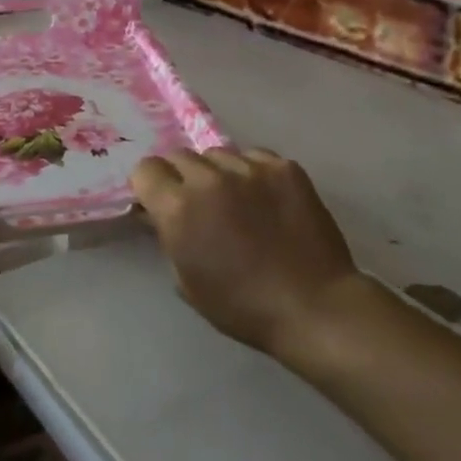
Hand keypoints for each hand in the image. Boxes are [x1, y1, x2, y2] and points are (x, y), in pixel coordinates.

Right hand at [131, 148, 357, 358]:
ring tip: (236, 199)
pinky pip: (254, 157)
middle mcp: (209, 179)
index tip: (160, 201)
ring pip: (218, 154)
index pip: (146, 169)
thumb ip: (166, 235)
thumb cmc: (241, 306)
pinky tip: (265, 199)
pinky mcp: (284, 168)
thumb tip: (155, 212)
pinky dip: (252, 173)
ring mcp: (249, 169)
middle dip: (181, 176)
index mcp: (178, 208)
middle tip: (198, 202)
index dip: (150, 185)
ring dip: (217, 173)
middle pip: (180, 156)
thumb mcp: (186, 280)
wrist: (313, 307)